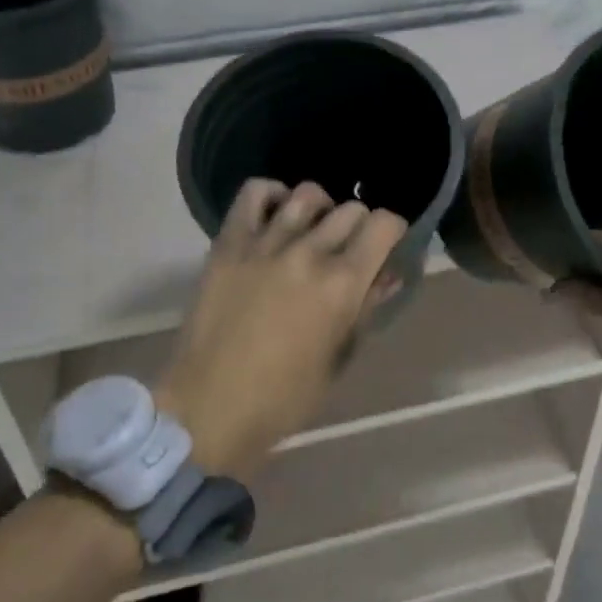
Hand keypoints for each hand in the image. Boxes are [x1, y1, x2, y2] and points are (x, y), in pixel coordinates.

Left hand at [155, 179, 406, 479]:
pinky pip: (254, 193)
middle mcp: (308, 252)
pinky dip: (272, 194)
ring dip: (321, 209)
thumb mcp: (338, 358)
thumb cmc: (283, 398)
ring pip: (307, 194)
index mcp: (342, 285)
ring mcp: (265, 243)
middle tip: (349, 248)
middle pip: (350, 209)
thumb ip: (366, 309)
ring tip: (313, 230)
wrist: (209, 407)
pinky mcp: (229, 243)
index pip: (383, 225)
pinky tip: (276, 214)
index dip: (393, 230)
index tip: (387, 245)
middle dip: (360, 225)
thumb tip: (388, 275)